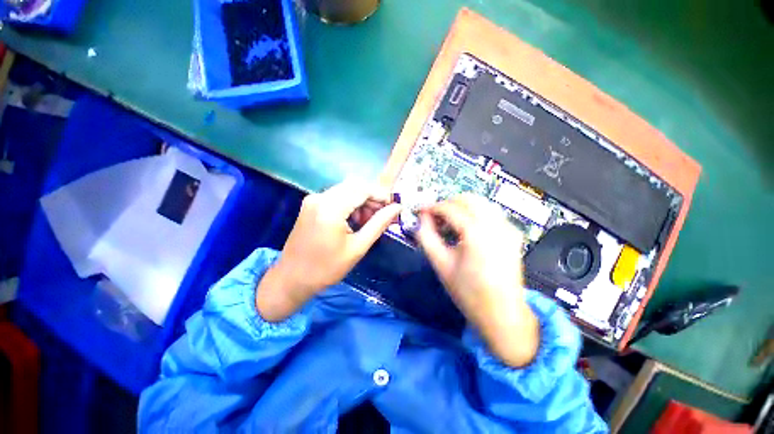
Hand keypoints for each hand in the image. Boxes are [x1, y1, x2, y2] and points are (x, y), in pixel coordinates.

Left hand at [257, 181, 400, 321]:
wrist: (292, 279)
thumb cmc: (327, 268)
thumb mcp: (357, 247)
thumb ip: (379, 224)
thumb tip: (397, 208)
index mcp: (331, 208)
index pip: (363, 189)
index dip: (381, 195)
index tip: (392, 208)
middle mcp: (320, 197)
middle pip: (354, 186)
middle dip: (371, 198)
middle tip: (381, 216)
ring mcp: (313, 199)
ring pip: (346, 190)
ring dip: (361, 201)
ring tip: (368, 221)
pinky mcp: (311, 204)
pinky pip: (336, 196)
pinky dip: (349, 204)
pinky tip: (354, 220)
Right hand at [416, 194, 538, 366]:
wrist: (503, 315)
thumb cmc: (468, 293)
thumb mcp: (440, 264)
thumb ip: (427, 236)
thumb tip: (423, 217)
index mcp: (477, 233)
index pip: (450, 208)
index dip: (432, 207)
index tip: (421, 212)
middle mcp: (496, 224)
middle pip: (468, 198)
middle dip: (447, 203)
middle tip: (434, 217)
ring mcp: (508, 227)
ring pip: (480, 203)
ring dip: (461, 207)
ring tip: (448, 224)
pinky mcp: (513, 233)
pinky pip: (490, 212)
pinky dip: (474, 214)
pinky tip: (465, 230)